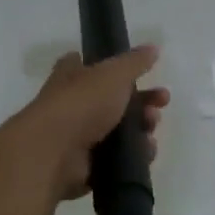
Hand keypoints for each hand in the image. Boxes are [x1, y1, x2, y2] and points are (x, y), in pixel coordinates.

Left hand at [17, 47, 167, 201]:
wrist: (54, 153)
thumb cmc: (81, 104)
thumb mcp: (113, 74)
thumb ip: (135, 62)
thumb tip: (153, 47)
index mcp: (72, 77)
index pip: (89, 65)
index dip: (113, 67)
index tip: (138, 72)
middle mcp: (73, 105)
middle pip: (114, 101)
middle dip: (142, 101)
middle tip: (161, 103)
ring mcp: (78, 138)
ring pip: (119, 132)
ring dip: (141, 129)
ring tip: (151, 131)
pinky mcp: (85, 167)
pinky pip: (116, 160)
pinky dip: (133, 157)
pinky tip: (145, 153)